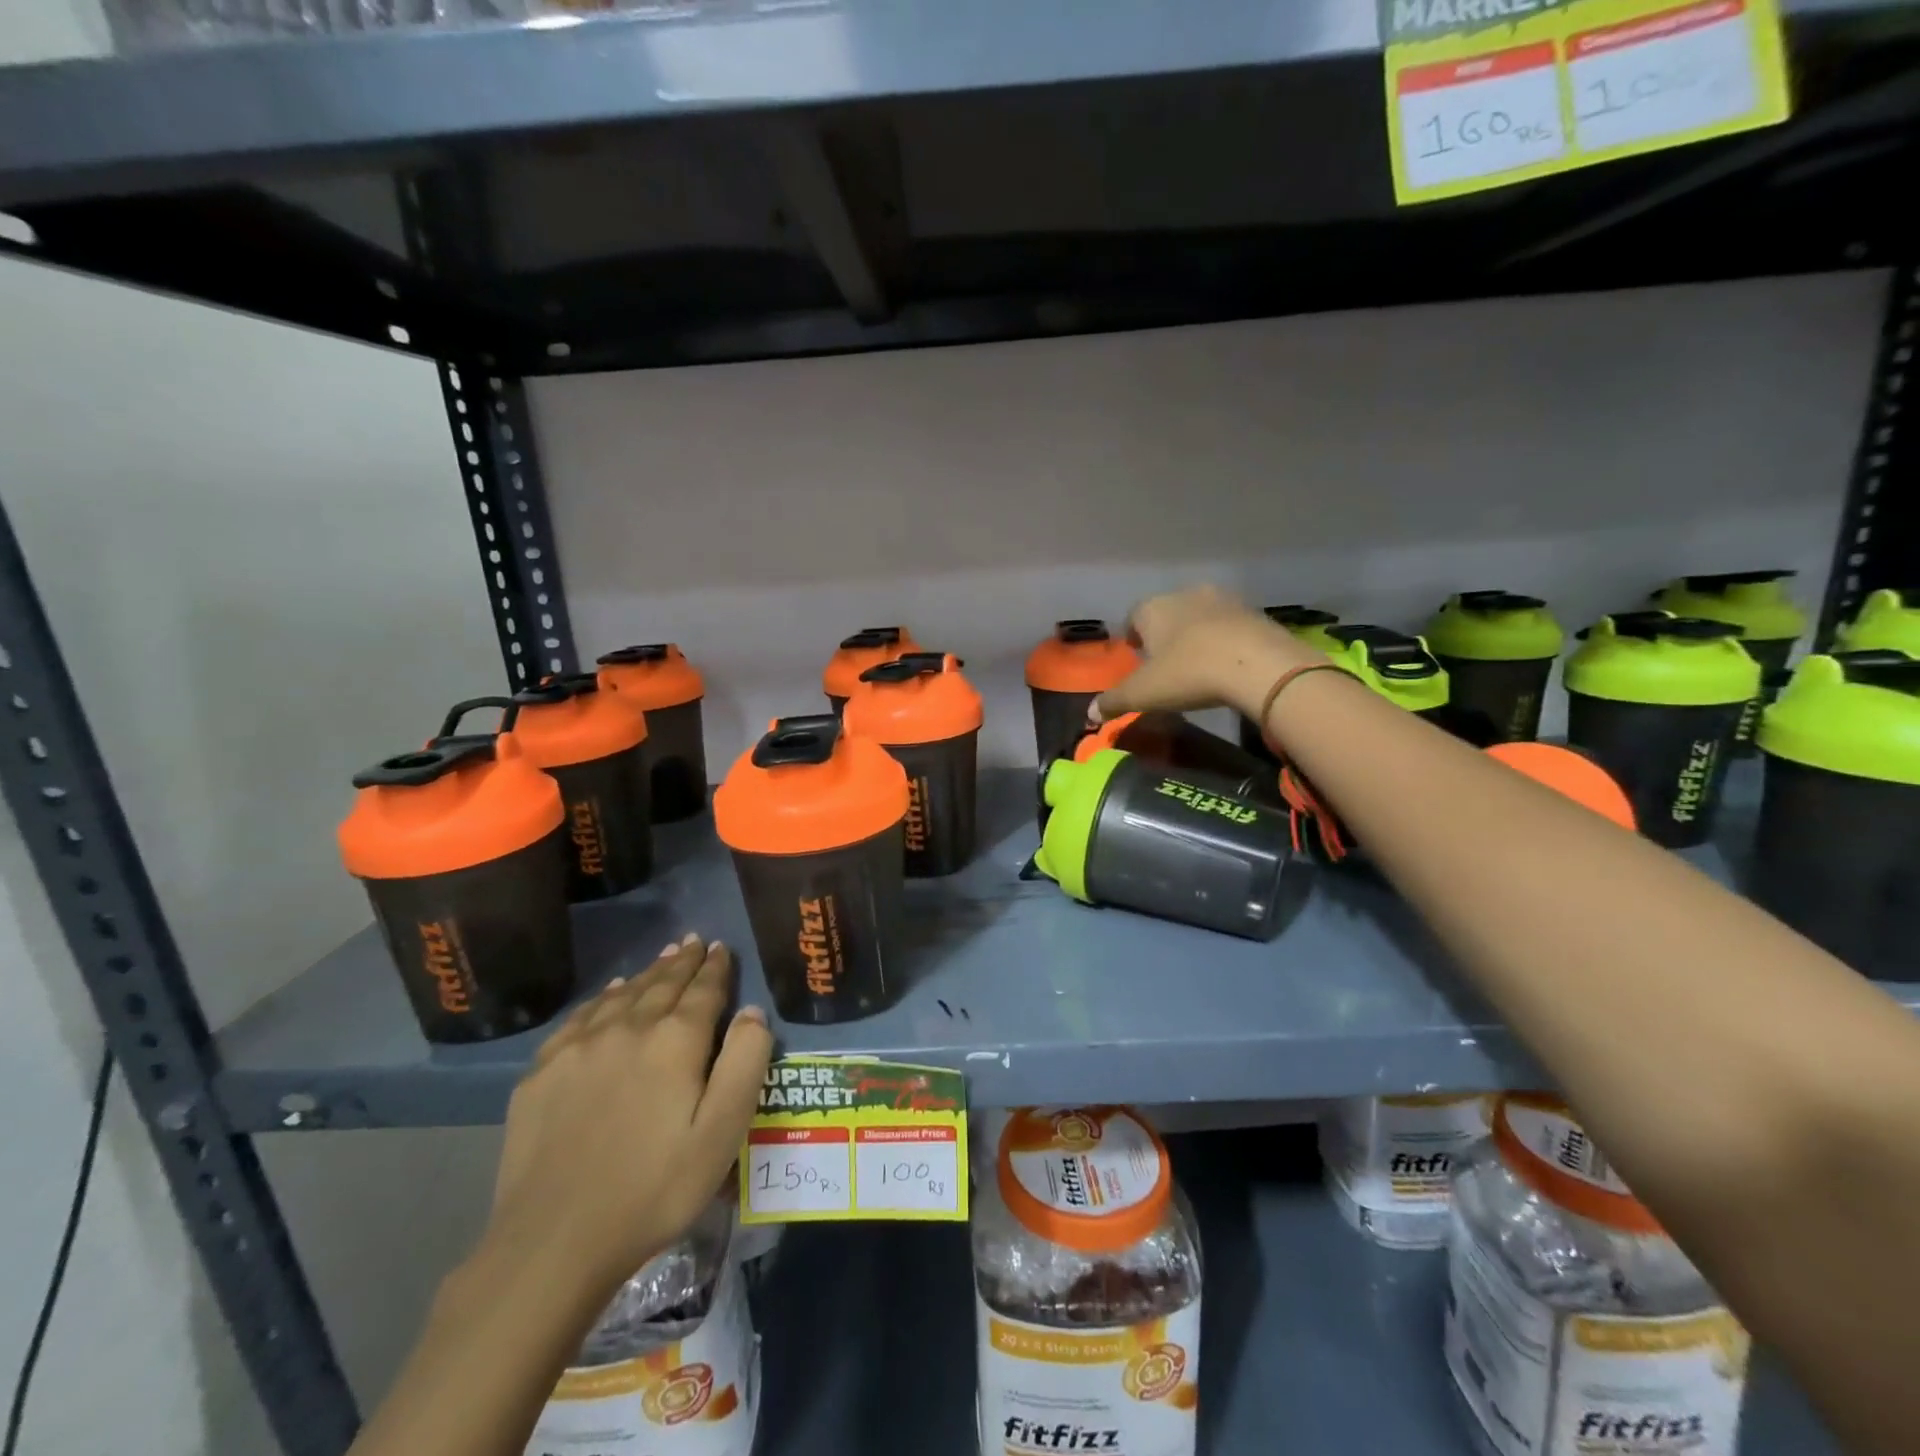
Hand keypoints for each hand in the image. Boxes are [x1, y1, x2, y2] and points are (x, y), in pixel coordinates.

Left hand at [483, 935, 772, 1297]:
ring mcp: (579, 1047)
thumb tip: (752, 1012)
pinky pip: (581, 1017)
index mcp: (676, 1041)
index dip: (716, 967)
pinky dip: (603, 999)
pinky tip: (610, 996)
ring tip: (663, 957)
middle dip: (682, 961)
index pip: (703, 990)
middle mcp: (628, 1028)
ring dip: (647, 974)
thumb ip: (745, 1063)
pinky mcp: (542, 1072)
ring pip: (623, 995)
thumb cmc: (654, 1189)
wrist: (552, 1242)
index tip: (721, 947)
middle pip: (662, 983)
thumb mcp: (722, 1132)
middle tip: (693, 941)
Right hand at [1098, 585, 1317, 720]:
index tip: (1136, 653)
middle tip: (1165, 661)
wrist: (1257, 665)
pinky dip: (1225, 641)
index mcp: (1153, 608)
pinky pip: (1230, 626)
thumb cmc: (1188, 673)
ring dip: (1196, 634)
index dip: (1132, 635)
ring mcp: (1223, 600)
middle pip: (1168, 612)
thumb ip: (1114, 701)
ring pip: (1201, 616)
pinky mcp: (1254, 613)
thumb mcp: (1143, 693)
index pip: (1134, 615)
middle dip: (1165, 633)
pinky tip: (1228, 664)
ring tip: (1197, 664)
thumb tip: (1090, 714)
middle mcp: (1186, 594)